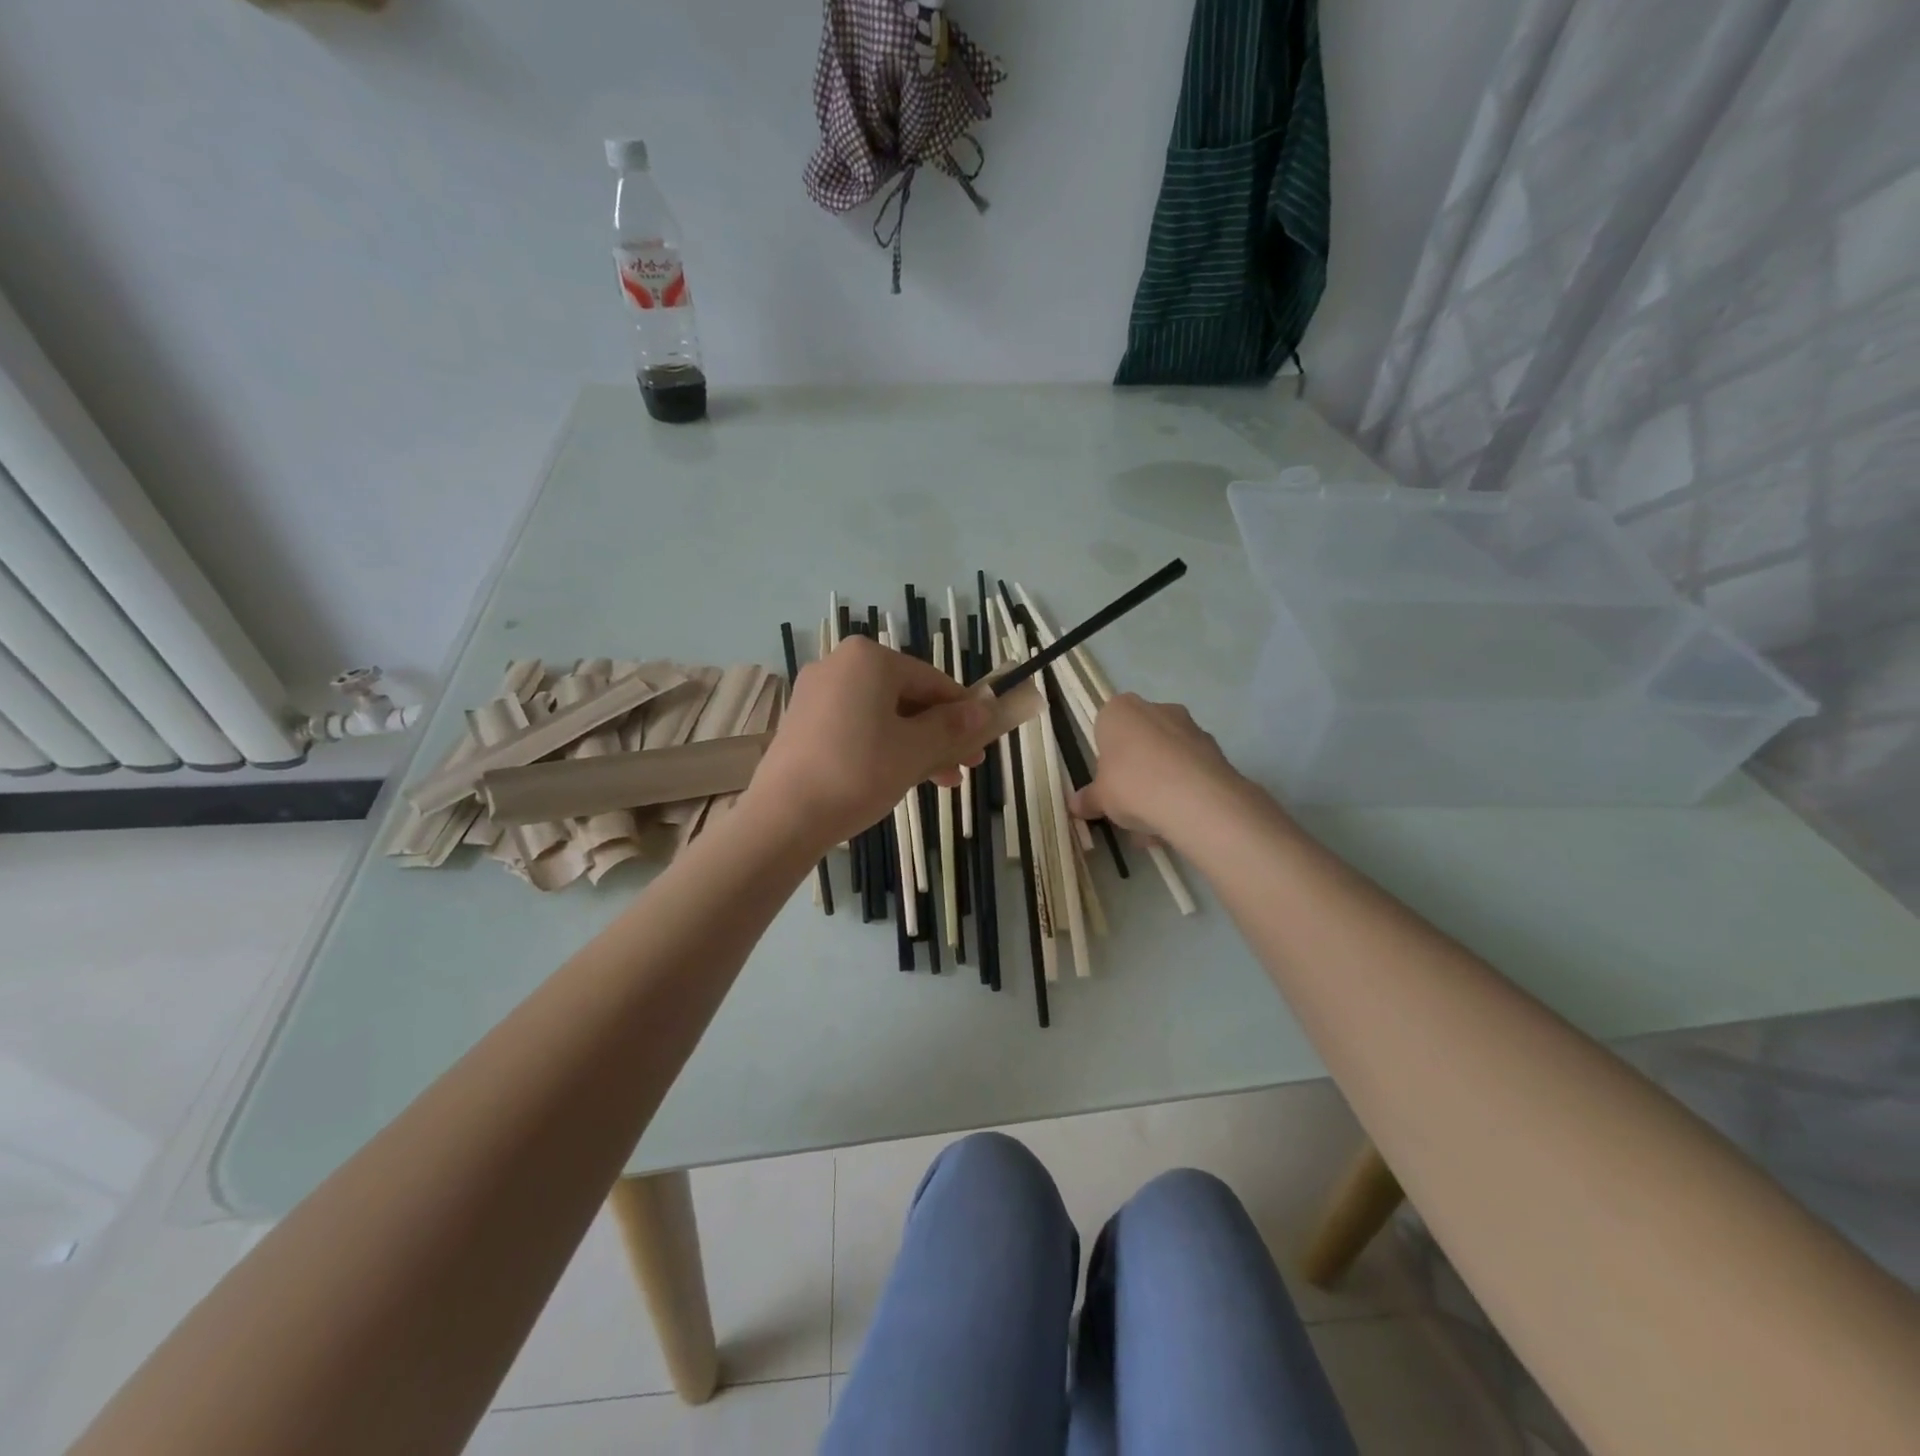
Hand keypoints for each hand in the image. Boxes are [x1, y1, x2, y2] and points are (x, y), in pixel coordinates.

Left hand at [744, 635, 992, 850]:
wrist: (784, 817)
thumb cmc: (859, 773)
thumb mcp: (916, 750)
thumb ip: (952, 727)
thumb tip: (984, 709)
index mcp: (869, 659)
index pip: (933, 681)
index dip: (963, 713)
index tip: (981, 744)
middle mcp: (839, 665)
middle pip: (906, 698)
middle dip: (939, 734)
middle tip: (964, 767)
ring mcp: (816, 693)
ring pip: (882, 715)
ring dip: (915, 745)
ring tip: (941, 781)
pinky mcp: (802, 722)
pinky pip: (856, 726)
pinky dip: (882, 747)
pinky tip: (902, 777)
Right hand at [1069, 694, 1249, 841]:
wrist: (1196, 800)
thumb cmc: (1132, 786)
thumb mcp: (1101, 798)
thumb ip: (1089, 799)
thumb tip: (1076, 805)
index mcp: (1120, 710)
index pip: (1106, 727)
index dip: (1105, 758)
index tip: (1107, 783)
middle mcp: (1156, 709)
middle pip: (1140, 740)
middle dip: (1136, 770)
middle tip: (1130, 803)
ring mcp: (1190, 727)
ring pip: (1168, 757)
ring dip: (1162, 783)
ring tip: (1156, 823)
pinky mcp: (1216, 750)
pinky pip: (1191, 770)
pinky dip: (1185, 791)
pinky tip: (1179, 820)